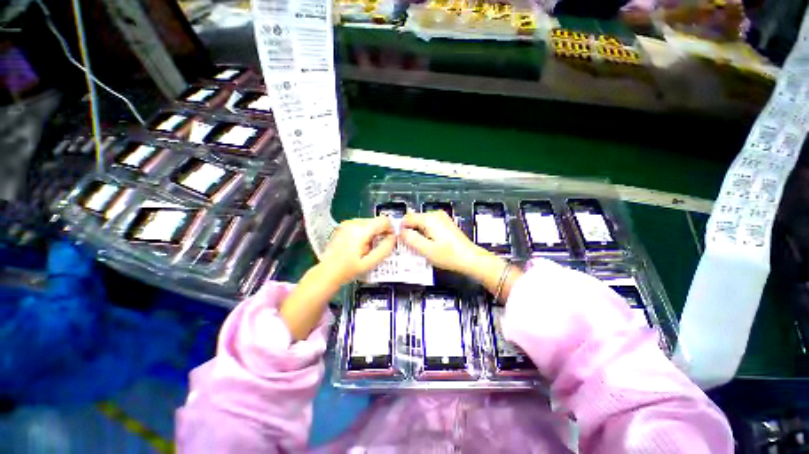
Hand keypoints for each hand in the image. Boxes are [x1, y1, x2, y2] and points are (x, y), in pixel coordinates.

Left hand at [319, 216, 396, 285]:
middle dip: (380, 233)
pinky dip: (365, 233)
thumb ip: (384, 249)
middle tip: (376, 248)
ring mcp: (347, 224)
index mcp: (360, 231)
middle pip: (376, 221)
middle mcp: (353, 223)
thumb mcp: (370, 263)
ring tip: (367, 248)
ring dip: (372, 233)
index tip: (389, 240)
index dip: (390, 229)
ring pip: (369, 223)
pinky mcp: (344, 226)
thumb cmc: (347, 270)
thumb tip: (393, 238)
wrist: (327, 272)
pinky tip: (360, 245)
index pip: (383, 220)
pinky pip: (361, 225)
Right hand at [400, 210, 486, 275]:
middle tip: (412, 247)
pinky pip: (429, 225)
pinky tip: (430, 245)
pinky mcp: (445, 223)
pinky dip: (426, 234)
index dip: (402, 229)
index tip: (403, 242)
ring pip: (421, 223)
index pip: (407, 218)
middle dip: (411, 232)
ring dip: (418, 234)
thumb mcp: (426, 250)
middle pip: (414, 220)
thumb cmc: (449, 255)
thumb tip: (401, 232)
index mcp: (429, 218)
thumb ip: (410, 239)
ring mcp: (442, 218)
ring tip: (422, 248)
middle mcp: (435, 214)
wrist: (470, 258)